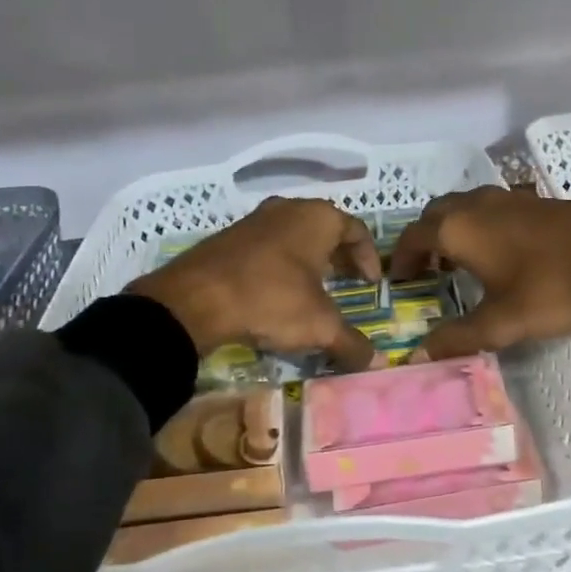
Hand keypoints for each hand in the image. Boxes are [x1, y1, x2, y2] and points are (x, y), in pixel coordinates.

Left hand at [128, 197, 381, 369]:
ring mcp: (255, 220)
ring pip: (294, 236)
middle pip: (325, 229)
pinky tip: (276, 293)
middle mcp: (288, 208)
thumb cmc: (271, 299)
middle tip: (348, 283)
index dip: (369, 257)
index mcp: (317, 217)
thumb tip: (376, 363)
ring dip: (308, 261)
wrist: (194, 299)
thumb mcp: (319, 326)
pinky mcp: (228, 237)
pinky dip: (280, 265)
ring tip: (313, 291)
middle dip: (340, 257)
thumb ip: (351, 343)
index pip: (356, 230)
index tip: (371, 284)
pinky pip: (267, 247)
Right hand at [389, 188, 570, 360]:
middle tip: (426, 270)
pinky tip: (500, 252)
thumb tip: (418, 356)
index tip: (399, 280)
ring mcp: (507, 197)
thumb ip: (458, 338)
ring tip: (459, 262)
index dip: (401, 259)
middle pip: (435, 214)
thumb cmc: (551, 287)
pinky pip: (491, 208)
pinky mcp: (535, 200)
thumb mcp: (501, 322)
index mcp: (457, 229)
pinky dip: (480, 226)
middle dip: (425, 240)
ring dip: (453, 230)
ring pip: (465, 207)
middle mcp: (475, 204)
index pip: (413, 237)